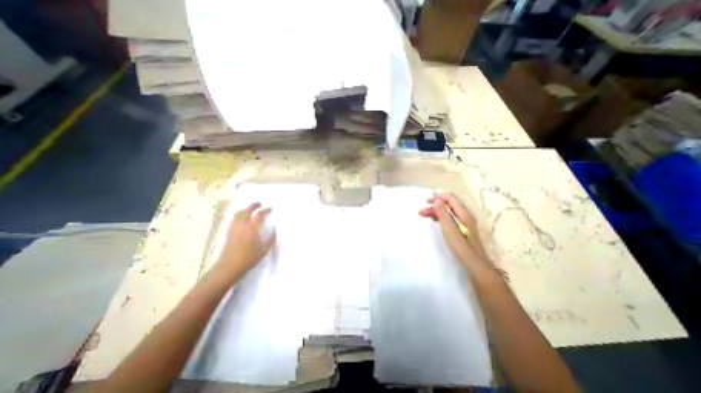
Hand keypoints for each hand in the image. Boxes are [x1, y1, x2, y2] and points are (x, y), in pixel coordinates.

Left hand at [218, 202, 276, 275]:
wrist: (229, 266)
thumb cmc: (249, 258)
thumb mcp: (264, 250)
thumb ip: (270, 239)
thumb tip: (274, 231)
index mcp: (252, 229)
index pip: (259, 215)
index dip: (265, 210)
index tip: (270, 209)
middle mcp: (242, 226)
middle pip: (246, 211)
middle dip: (253, 206)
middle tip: (259, 203)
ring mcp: (234, 228)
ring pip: (238, 214)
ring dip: (245, 209)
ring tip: (250, 208)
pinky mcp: (229, 233)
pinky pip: (234, 219)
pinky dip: (239, 215)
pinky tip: (241, 218)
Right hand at [421, 193, 491, 272]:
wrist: (476, 266)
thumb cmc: (462, 249)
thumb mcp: (450, 230)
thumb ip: (443, 215)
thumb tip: (437, 200)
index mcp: (464, 214)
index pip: (451, 198)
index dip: (438, 197)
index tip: (426, 202)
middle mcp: (465, 216)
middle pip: (448, 205)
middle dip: (434, 205)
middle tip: (421, 212)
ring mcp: (464, 223)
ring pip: (448, 212)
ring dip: (436, 212)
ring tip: (424, 216)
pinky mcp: (462, 230)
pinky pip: (449, 219)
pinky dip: (440, 218)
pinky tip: (434, 221)